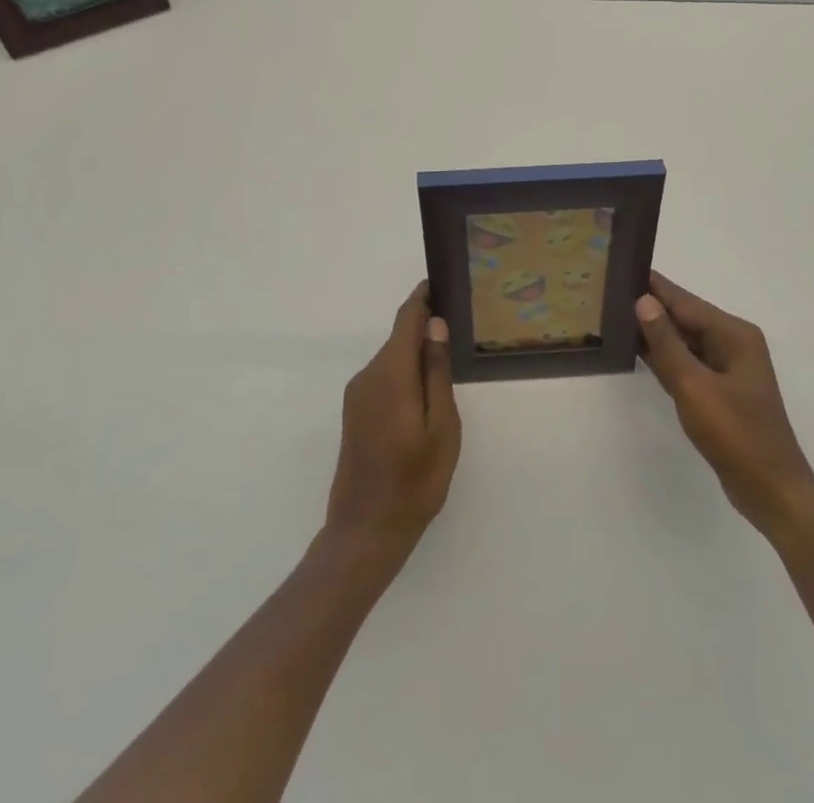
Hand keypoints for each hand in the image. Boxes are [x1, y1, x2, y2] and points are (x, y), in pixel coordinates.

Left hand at [324, 282, 461, 568]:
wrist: (365, 532)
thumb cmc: (414, 480)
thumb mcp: (441, 426)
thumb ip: (436, 371)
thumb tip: (435, 325)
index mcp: (390, 374)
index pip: (406, 319)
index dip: (422, 298)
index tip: (440, 281)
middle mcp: (368, 376)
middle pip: (399, 339)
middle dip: (425, 330)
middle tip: (458, 329)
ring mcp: (357, 396)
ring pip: (392, 360)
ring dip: (416, 356)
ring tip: (448, 364)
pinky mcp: (355, 413)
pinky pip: (384, 379)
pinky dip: (405, 376)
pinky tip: (425, 396)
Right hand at [636, 272, 813, 541]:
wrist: (771, 492)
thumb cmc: (736, 435)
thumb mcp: (694, 387)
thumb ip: (666, 343)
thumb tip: (644, 301)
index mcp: (734, 334)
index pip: (685, 301)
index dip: (653, 286)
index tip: (622, 266)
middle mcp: (733, 343)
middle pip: (685, 317)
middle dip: (650, 306)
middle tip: (609, 292)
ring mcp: (727, 367)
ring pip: (684, 340)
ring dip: (654, 332)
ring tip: (614, 314)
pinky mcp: (719, 390)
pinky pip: (687, 362)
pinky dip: (664, 356)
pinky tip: (636, 350)